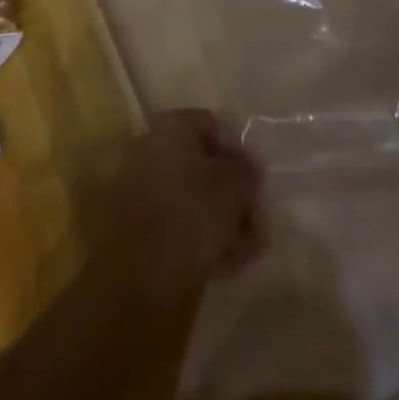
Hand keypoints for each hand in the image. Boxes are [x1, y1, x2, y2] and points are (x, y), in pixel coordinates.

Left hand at [99, 109, 267, 307]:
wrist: (140, 274)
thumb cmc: (192, 211)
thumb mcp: (234, 184)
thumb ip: (247, 170)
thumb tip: (248, 169)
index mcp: (170, 128)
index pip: (212, 125)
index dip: (239, 150)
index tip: (257, 179)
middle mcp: (153, 152)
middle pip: (204, 167)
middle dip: (235, 193)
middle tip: (258, 217)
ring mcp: (144, 192)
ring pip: (195, 201)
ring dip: (226, 221)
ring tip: (250, 247)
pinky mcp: (141, 231)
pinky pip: (181, 227)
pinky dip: (205, 240)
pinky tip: (230, 263)